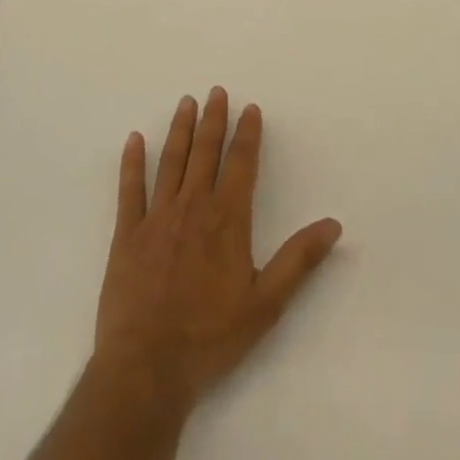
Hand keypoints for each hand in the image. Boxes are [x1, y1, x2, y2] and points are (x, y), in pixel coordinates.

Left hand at [92, 88, 342, 411]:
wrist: (147, 369)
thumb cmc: (211, 337)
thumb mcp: (266, 304)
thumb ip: (298, 260)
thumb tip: (333, 224)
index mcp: (227, 219)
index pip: (241, 163)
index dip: (247, 133)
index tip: (250, 108)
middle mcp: (193, 207)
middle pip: (205, 152)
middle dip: (213, 119)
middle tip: (216, 91)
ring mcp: (157, 218)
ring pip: (171, 162)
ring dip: (180, 130)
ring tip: (185, 102)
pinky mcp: (127, 235)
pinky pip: (130, 190)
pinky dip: (132, 163)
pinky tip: (133, 140)